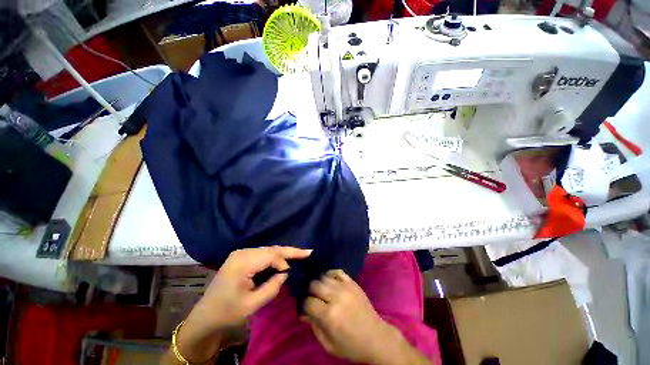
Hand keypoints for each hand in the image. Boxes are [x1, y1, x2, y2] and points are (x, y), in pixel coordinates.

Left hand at [166, 246, 311, 363]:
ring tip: (298, 255)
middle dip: (290, 251)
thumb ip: (272, 287)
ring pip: (268, 250)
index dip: (285, 261)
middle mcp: (242, 252)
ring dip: (283, 253)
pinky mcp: (240, 257)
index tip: (295, 269)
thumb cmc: (227, 313)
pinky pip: (262, 253)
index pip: (271, 255)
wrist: (205, 317)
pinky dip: (274, 256)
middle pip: (271, 249)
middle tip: (307, 252)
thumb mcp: (252, 305)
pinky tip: (283, 259)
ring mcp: (240, 253)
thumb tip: (285, 273)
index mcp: (243, 263)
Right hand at [304, 270, 430, 364]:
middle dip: (309, 291)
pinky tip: (328, 280)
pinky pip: (337, 271)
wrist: (375, 337)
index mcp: (329, 315)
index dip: (303, 304)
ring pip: (324, 276)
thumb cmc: (350, 345)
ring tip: (319, 290)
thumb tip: (302, 312)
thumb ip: (314, 326)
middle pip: (314, 285)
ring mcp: (345, 287)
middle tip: (311, 297)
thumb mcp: (328, 344)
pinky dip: (330, 274)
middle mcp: (336, 297)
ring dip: (318, 282)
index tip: (305, 307)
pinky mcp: (352, 282)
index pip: (308, 301)